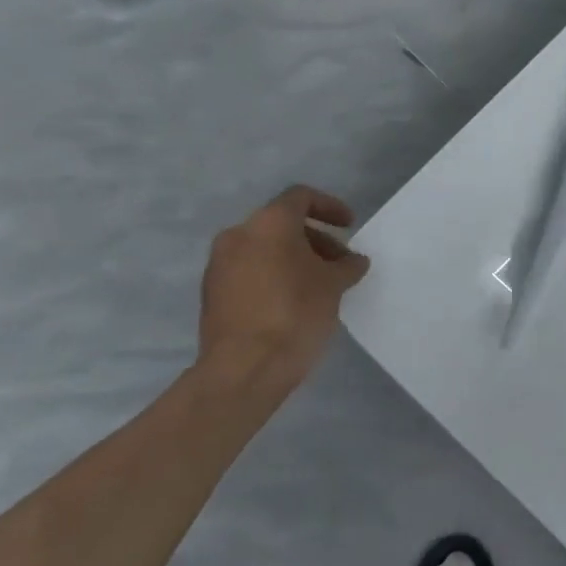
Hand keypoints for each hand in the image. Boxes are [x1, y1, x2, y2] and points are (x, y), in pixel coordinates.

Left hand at [198, 186, 370, 389]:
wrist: (244, 368)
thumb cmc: (296, 313)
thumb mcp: (334, 285)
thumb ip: (347, 265)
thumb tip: (353, 261)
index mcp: (269, 223)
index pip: (301, 197)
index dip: (330, 207)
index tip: (349, 226)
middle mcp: (238, 235)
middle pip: (282, 224)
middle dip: (315, 240)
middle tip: (340, 264)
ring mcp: (219, 265)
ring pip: (264, 249)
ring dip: (294, 259)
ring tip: (320, 286)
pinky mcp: (212, 294)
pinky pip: (249, 272)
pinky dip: (274, 276)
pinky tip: (294, 303)